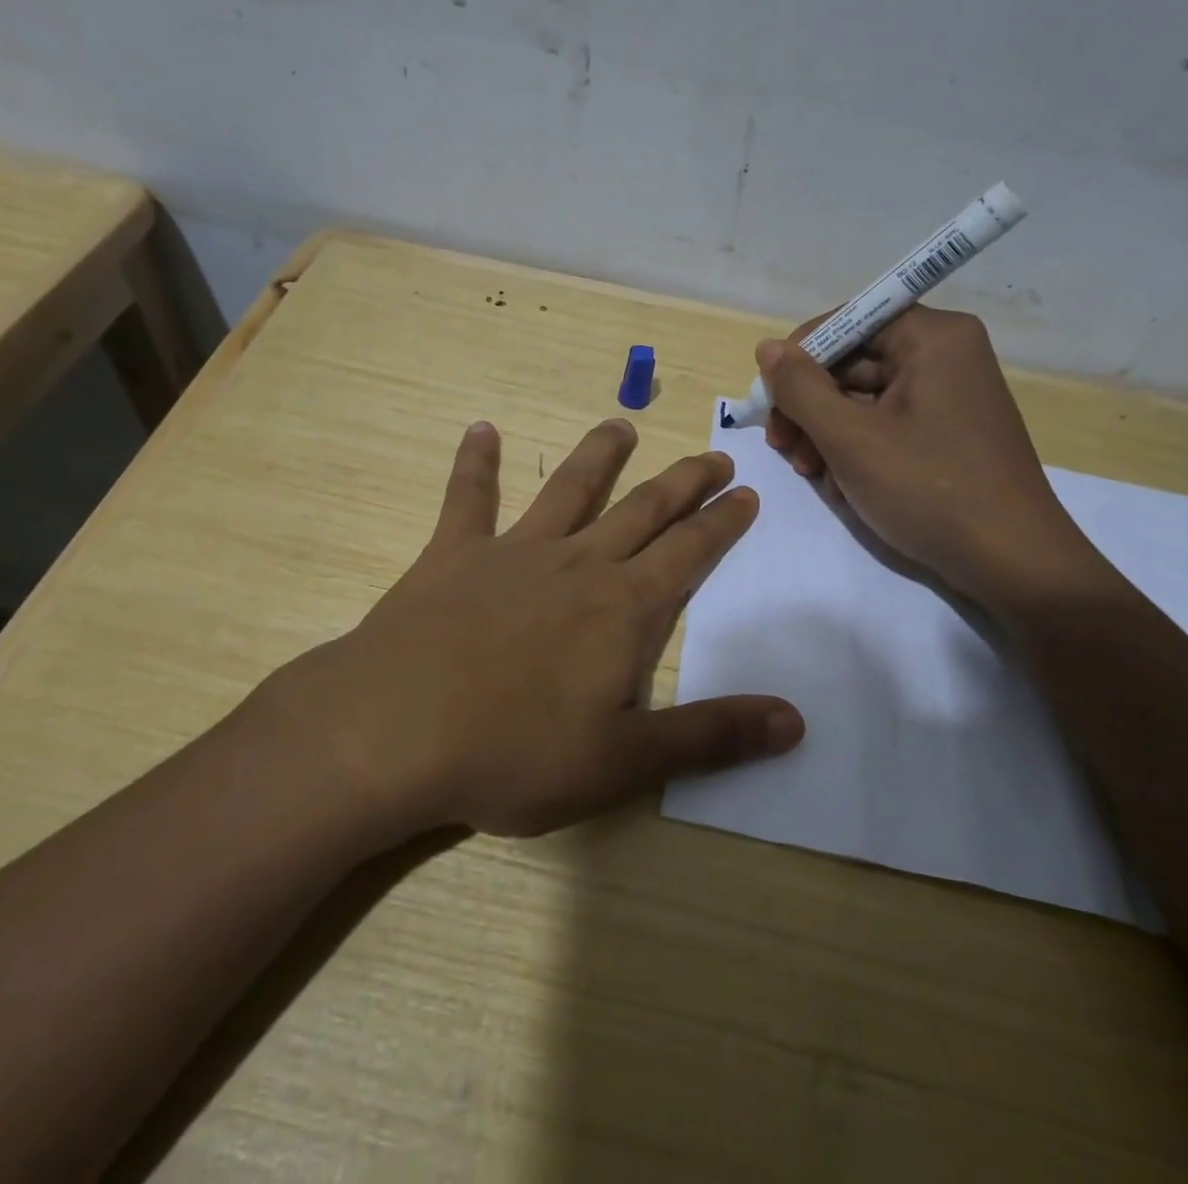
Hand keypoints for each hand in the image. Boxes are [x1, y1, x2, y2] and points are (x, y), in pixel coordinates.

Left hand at [282, 418, 804, 838]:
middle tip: (713, 455)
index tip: (746, 493)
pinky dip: (474, 464)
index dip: (722, 522)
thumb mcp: (622, 762)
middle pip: (643, 510)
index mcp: (621, 609)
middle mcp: (576, 564)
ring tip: (620, 424)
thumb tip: (795, 721)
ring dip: (597, 455)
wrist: (392, 731)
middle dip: (683, 482)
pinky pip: (467, 499)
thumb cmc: (512, 752)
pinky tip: (479, 430)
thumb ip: (710, 738)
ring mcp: (512, 552)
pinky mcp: (453, 555)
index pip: (689, 552)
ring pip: (568, 489)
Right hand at [760, 307, 1105, 618]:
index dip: (799, 359)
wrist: (1012, 563)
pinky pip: (886, 423)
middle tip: (783, 447)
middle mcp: (945, 355)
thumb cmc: (928, 489)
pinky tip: (842, 484)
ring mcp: (949, 395)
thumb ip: (800, 388)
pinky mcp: (948, 431)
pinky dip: (856, 448)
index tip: (769, 404)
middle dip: (810, 406)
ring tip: (811, 473)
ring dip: (826, 432)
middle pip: (852, 362)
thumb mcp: (850, 438)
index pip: (846, 323)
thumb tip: (766, 348)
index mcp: (933, 337)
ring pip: (863, 398)